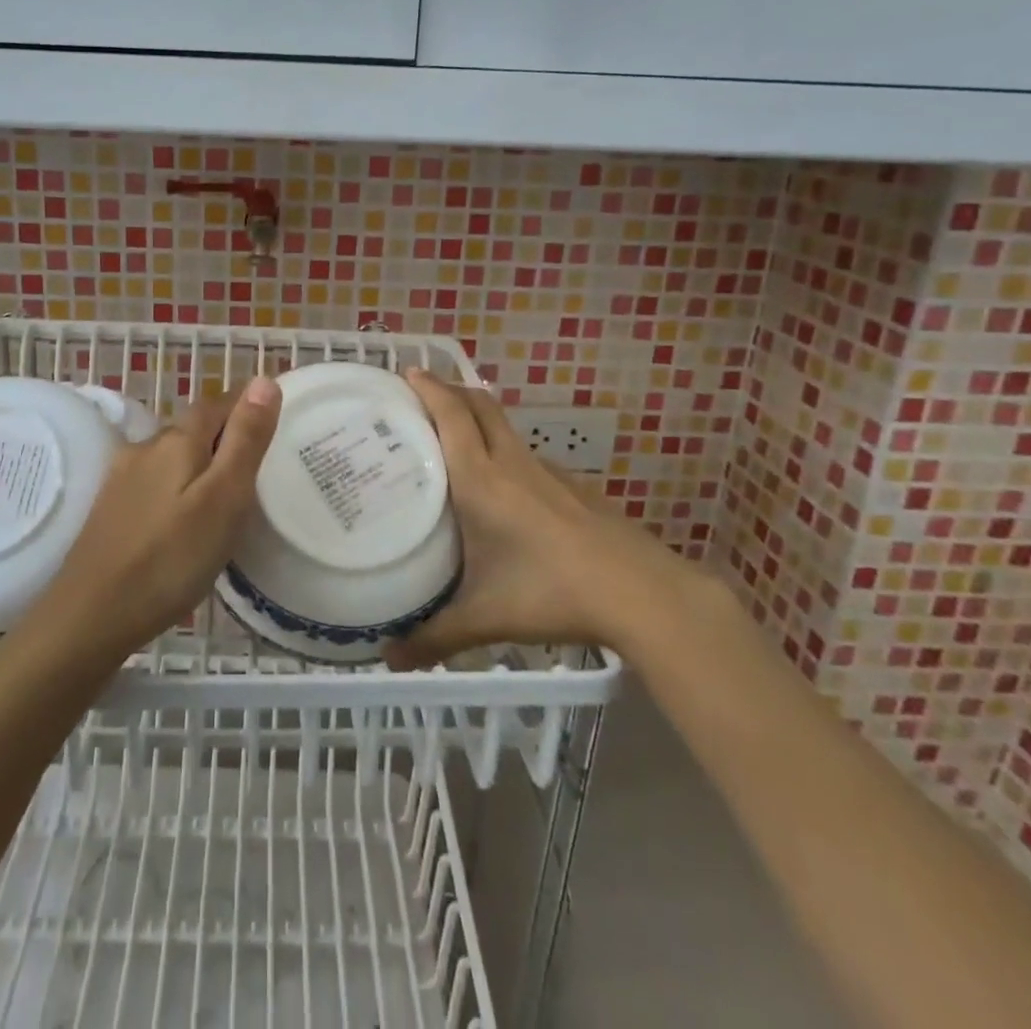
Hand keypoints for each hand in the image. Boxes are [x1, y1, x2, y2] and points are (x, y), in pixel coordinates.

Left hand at [34, 376, 279, 660]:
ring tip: (223, 497)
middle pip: (192, 428)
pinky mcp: (109, 507)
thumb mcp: (224, 497)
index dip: (245, 407)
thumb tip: (264, 379)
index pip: (217, 404)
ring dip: (197, 464)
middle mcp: (145, 447)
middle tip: (255, 468)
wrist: (91, 614)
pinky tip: (181, 519)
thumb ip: (245, 439)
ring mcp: (121, 477)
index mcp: (177, 440)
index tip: (270, 425)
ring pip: (171, 456)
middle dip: (222, 437)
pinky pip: (153, 482)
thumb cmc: (171, 557)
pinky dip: (175, 488)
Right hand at [384, 370, 696, 669]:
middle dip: (451, 388)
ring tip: (452, 438)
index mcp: (481, 479)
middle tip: (422, 394)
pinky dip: (503, 450)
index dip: (429, 386)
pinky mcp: (572, 488)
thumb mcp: (484, 618)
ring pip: (504, 427)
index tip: (407, 371)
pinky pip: (526, 454)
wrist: (642, 593)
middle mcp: (511, 463)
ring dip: (477, 417)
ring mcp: (547, 473)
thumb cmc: (551, 593)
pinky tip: (502, 488)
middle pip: (480, 404)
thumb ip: (434, 638)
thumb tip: (388, 660)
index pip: (451, 414)